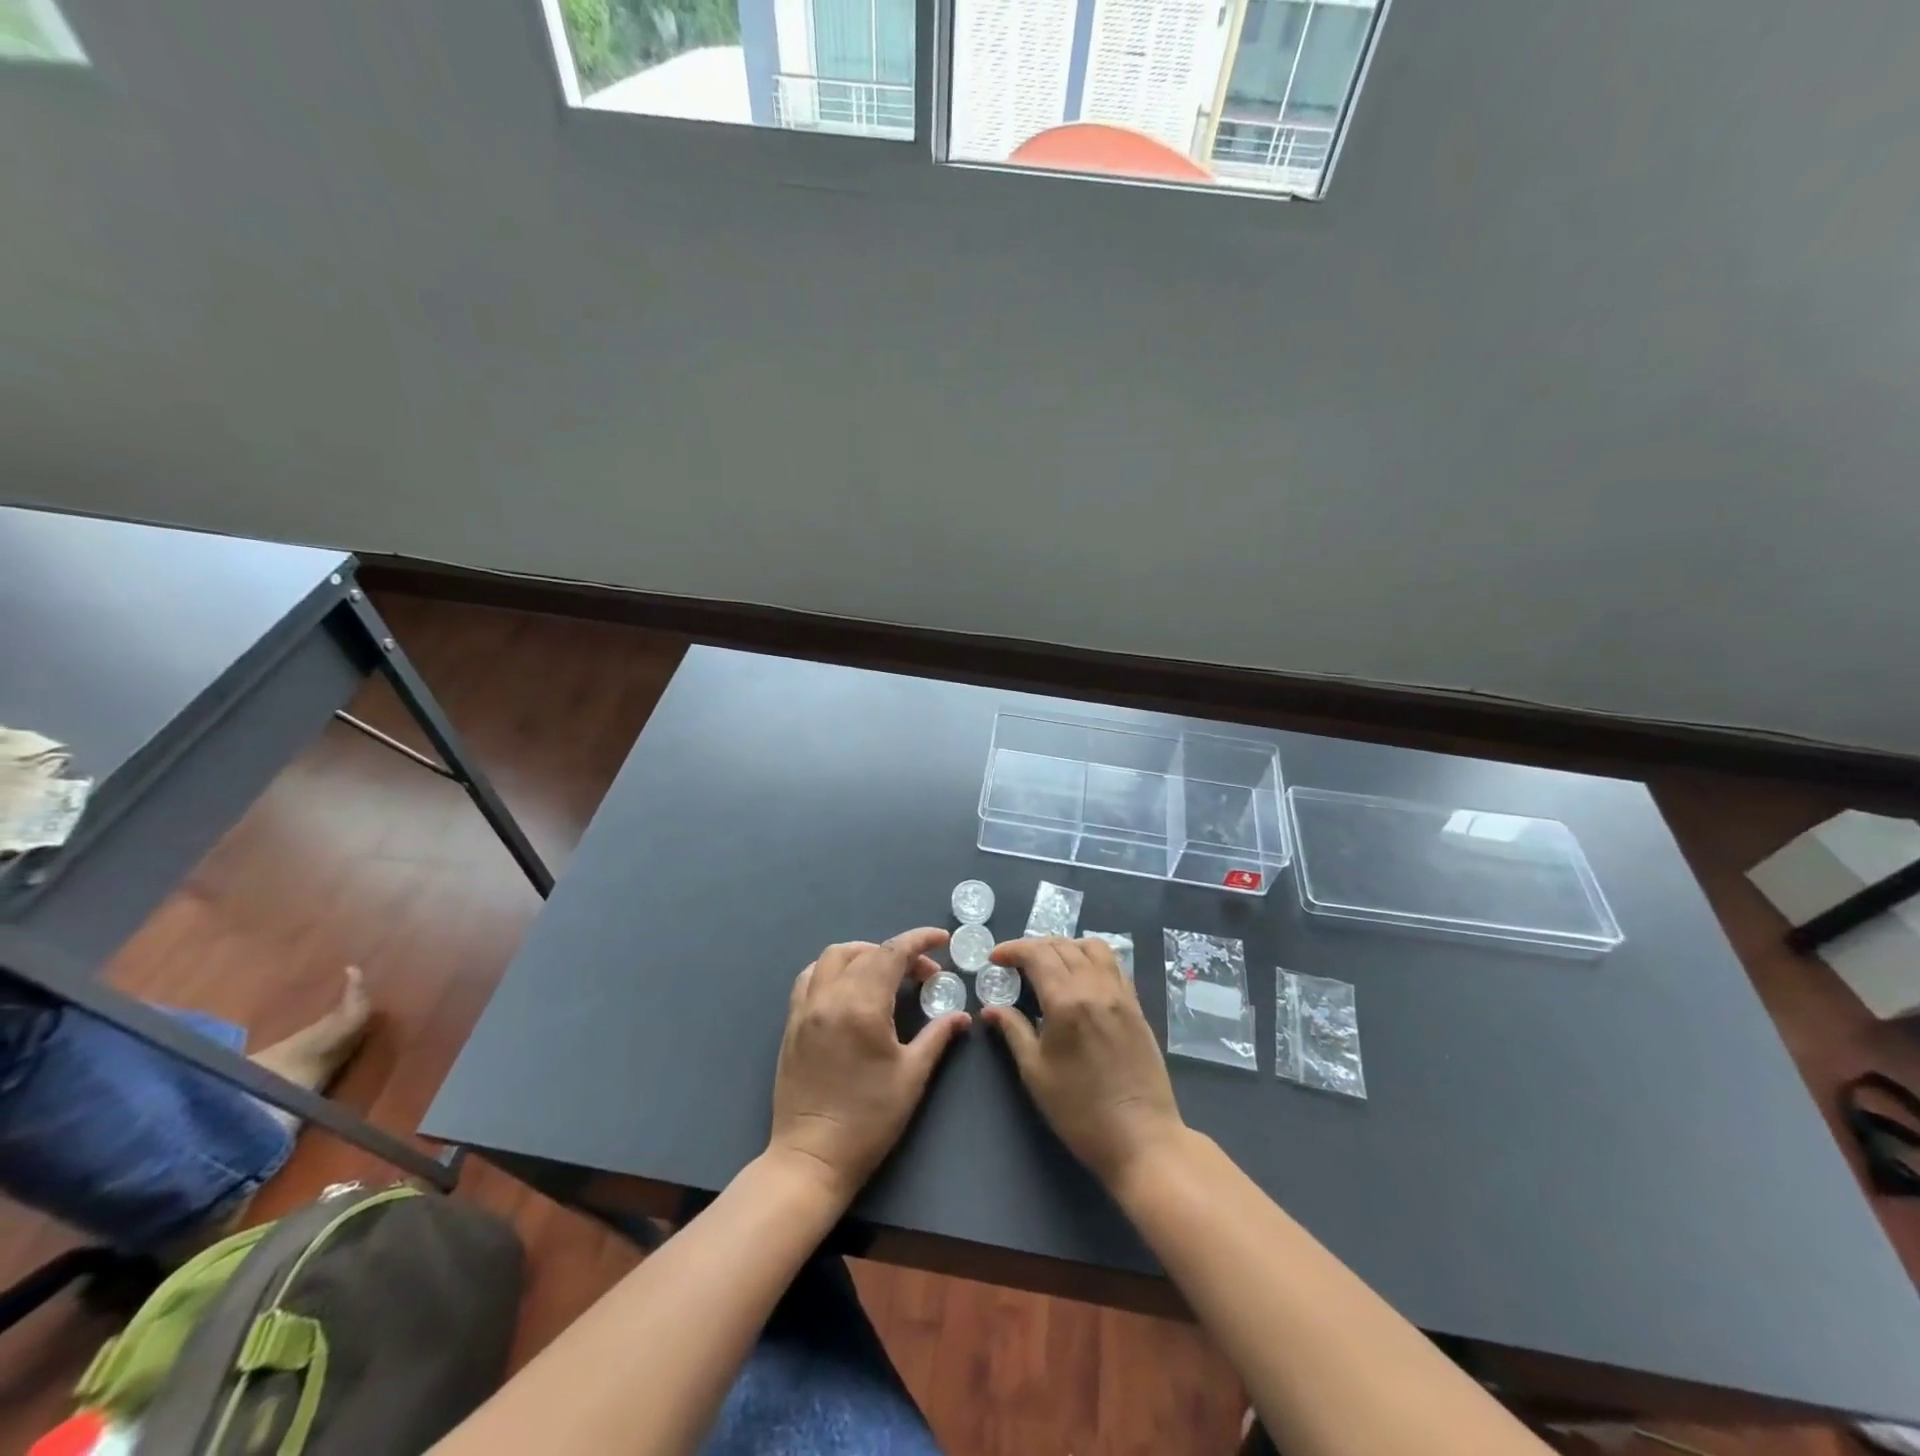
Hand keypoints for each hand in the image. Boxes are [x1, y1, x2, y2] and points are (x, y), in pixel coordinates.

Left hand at [768, 929, 969, 1205]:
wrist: (812, 1158)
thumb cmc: (868, 1120)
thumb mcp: (912, 1076)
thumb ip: (937, 1035)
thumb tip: (962, 1015)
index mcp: (861, 1006)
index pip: (892, 953)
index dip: (920, 940)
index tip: (942, 939)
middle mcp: (829, 997)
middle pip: (865, 952)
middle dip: (898, 952)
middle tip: (924, 974)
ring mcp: (805, 1008)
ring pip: (833, 957)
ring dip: (863, 954)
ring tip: (886, 972)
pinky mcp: (792, 1023)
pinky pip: (810, 977)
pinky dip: (833, 969)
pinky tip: (849, 986)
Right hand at [982, 937, 1185, 1191]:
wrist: (1141, 1137)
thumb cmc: (1080, 1111)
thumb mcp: (1036, 1073)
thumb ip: (1013, 1031)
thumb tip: (991, 1008)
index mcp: (1067, 1000)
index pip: (1037, 954)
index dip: (1012, 949)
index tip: (994, 958)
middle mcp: (1096, 987)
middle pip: (1062, 946)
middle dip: (1034, 946)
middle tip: (1015, 963)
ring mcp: (1121, 994)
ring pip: (1092, 947)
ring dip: (1066, 946)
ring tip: (1049, 964)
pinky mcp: (1136, 1006)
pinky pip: (1113, 965)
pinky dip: (1091, 958)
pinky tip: (1080, 978)